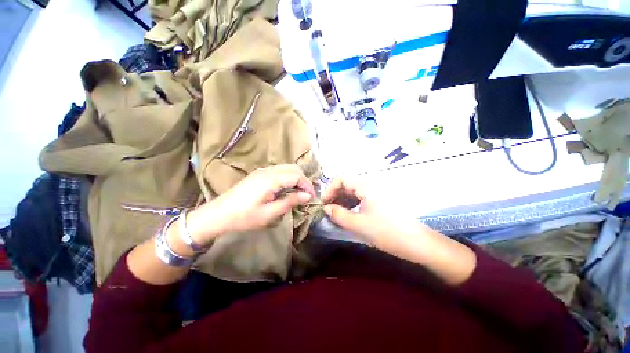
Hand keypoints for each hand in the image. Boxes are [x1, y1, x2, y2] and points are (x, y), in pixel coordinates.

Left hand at [187, 165, 315, 243]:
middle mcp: (268, 171)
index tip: (311, 197)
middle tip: (306, 195)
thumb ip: (290, 202)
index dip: (307, 185)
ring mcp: (263, 171)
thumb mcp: (270, 213)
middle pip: (293, 169)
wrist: (218, 215)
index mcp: (271, 179)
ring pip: (287, 169)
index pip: (297, 175)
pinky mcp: (259, 174)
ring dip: (296, 179)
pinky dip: (287, 178)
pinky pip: (279, 171)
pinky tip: (285, 190)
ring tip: (298, 193)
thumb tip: (308, 196)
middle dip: (303, 180)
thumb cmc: (244, 217)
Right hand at [322, 178, 419, 246]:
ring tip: (337, 214)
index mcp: (366, 186)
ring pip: (353, 191)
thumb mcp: (359, 224)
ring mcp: (376, 193)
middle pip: (347, 184)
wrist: (418, 243)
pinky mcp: (380, 201)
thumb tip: (326, 209)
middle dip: (335, 196)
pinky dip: (352, 204)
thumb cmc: (387, 232)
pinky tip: (349, 214)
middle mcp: (370, 185)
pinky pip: (361, 198)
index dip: (330, 189)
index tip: (324, 203)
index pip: (341, 178)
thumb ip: (339, 215)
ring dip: (343, 200)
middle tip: (328, 210)